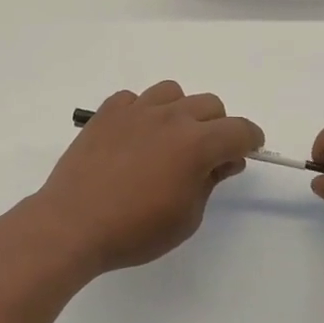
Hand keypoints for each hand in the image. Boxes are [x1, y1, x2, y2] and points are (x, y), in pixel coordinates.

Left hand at [32, 82, 262, 275]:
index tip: (249, 150)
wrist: (72, 223)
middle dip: (218, 127)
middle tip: (207, 155)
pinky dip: (143, 112)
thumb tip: (224, 160)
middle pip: (210, 105)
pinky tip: (135, 136)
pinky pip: (135, 99)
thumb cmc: (135, 230)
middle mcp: (170, 117)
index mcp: (196, 144)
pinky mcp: (107, 112)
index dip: (251, 139)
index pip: (239, 129)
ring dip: (181, 112)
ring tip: (170, 139)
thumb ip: (210, 182)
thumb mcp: (186, 217)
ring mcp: (136, 110)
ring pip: (173, 92)